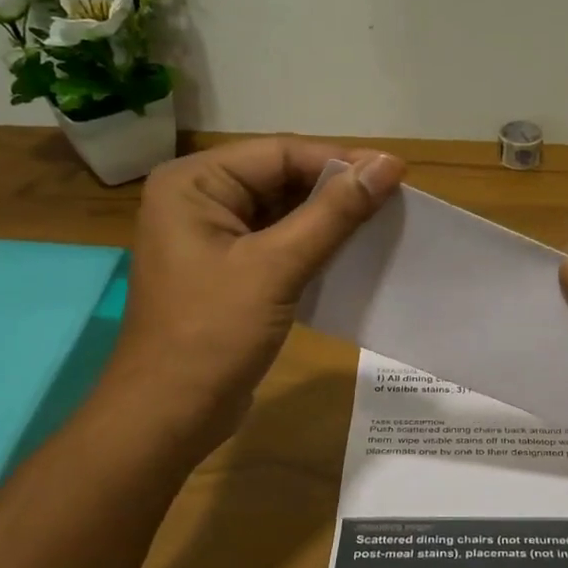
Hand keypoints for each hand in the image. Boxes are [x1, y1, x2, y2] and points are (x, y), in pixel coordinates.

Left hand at [99, 138, 403, 442]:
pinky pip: (280, 244)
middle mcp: (199, 200)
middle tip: (396, 201)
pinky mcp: (231, 272)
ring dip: (331, 220)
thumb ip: (334, 213)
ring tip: (385, 224)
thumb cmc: (213, 334)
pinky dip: (316, 247)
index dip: (340, 160)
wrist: (170, 415)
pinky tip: (354, 254)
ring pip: (285, 213)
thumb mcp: (277, 267)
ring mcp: (214, 238)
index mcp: (194, 183)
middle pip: (281, 178)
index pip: (279, 153)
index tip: (397, 174)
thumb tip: (389, 165)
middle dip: (337, 190)